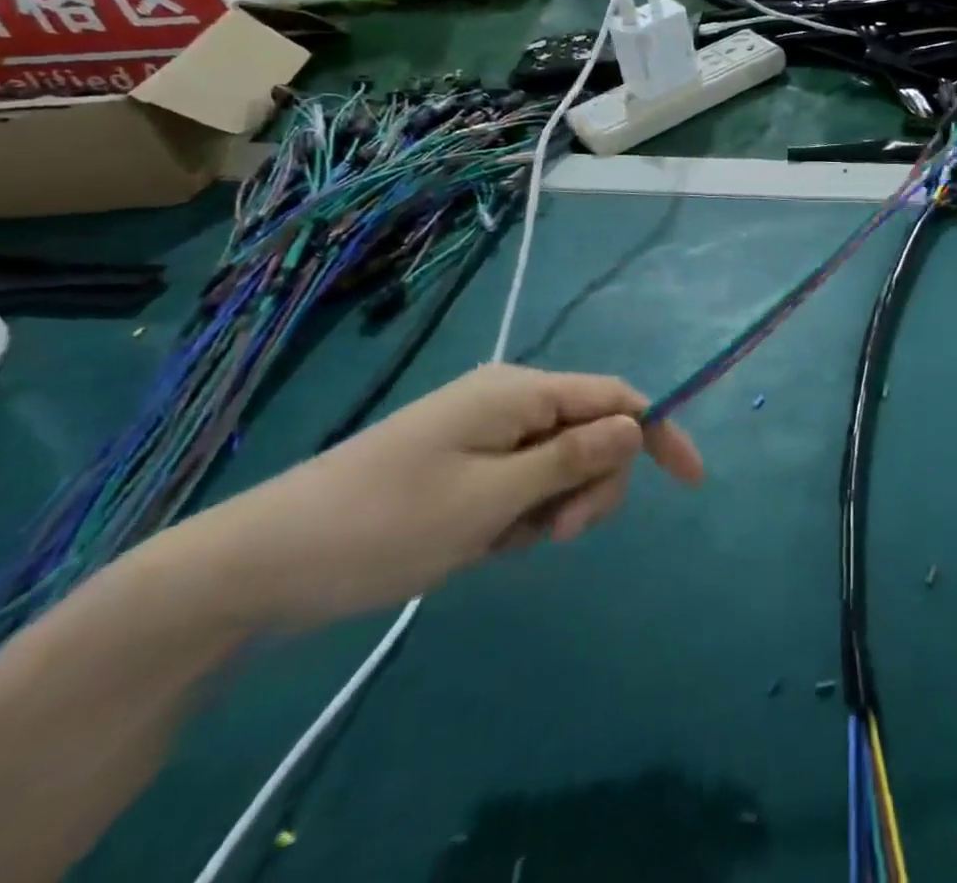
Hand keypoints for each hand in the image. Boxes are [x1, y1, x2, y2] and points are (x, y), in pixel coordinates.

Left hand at [174, 366, 703, 630]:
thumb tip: (637, 425)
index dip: (660, 431)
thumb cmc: (385, 524)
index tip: (692, 481)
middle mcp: (510, 401)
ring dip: (556, 505)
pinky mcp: (467, 464)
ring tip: (508, 545)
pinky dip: (523, 514)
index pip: (617, 398)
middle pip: (593, 431)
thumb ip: (570, 458)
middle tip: (557, 537)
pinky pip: (525, 481)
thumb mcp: (491, 499)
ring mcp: (486, 433)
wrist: (264, 563)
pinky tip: (485, 543)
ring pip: (561, 462)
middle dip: (594, 483)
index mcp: (520, 392)